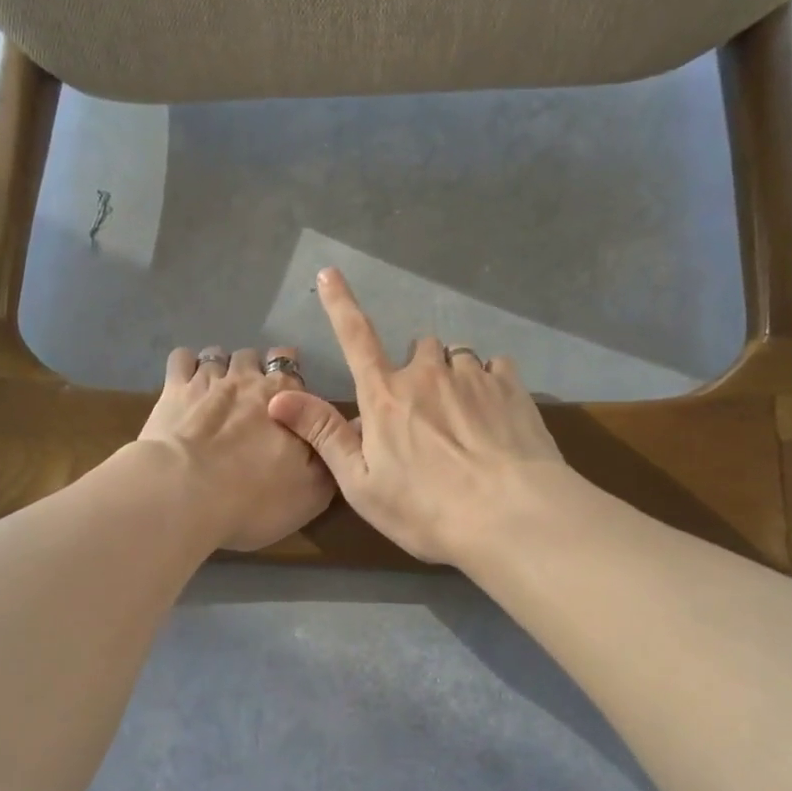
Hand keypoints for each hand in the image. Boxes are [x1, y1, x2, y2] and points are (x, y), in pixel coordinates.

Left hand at [135, 344, 335, 551]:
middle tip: (251, 398)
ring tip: (217, 390)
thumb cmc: (255, 499)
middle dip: (255, 370)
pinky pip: (182, 359)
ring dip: (221, 366)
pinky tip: (185, 383)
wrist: (187, 496)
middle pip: (256, 356)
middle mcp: (250, 379)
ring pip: (219, 354)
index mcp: (288, 398)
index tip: (288, 403)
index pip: (294, 370)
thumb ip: (330, 458)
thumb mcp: (312, 493)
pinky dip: (186, 365)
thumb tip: (344, 433)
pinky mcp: (173, 389)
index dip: (291, 384)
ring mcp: (208, 380)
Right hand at [267, 269, 570, 565]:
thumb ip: (323, 435)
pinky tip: (494, 414)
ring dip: (453, 376)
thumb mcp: (361, 483)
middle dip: (418, 369)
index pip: (355, 338)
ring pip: (458, 356)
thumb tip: (279, 397)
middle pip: (419, 348)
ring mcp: (472, 376)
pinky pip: (495, 366)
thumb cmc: (425, 509)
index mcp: (384, 396)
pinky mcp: (512, 387)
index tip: (329, 273)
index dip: (339, 304)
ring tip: (462, 418)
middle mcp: (427, 374)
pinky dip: (489, 381)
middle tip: (423, 414)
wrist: (509, 517)